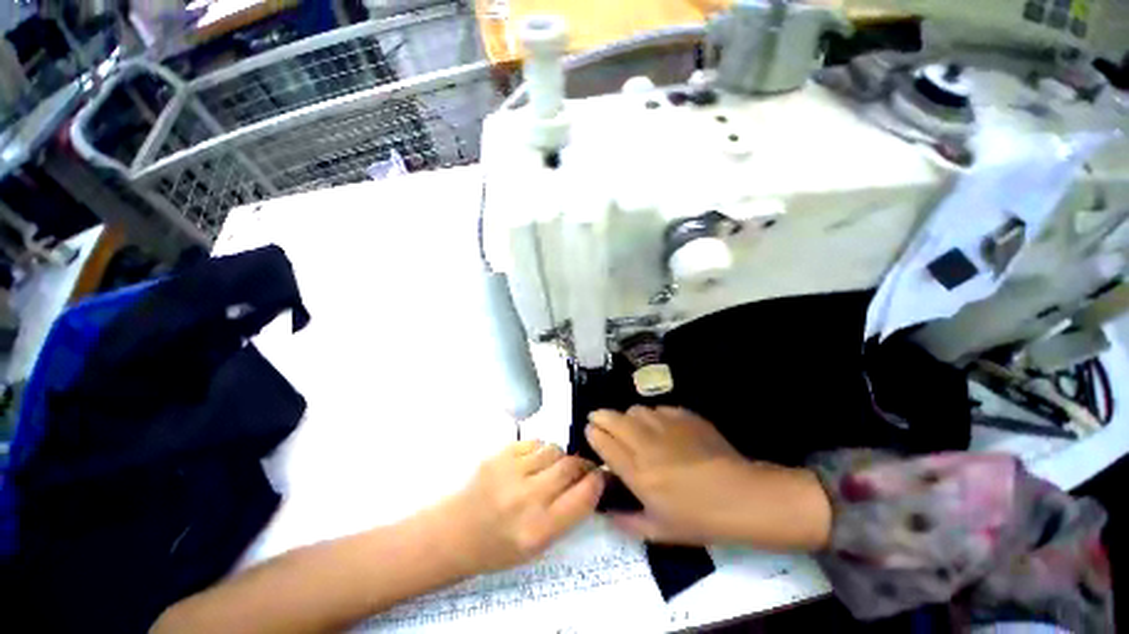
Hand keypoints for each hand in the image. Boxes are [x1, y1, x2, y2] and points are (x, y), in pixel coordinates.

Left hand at [431, 441, 604, 574]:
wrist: (454, 532)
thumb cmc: (499, 546)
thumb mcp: (539, 545)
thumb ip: (568, 513)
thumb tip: (591, 481)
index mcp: (539, 530)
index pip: (584, 495)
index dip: (598, 481)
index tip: (602, 475)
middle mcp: (526, 498)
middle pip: (571, 465)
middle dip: (582, 465)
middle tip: (580, 469)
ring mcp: (510, 472)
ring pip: (554, 449)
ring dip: (560, 457)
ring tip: (550, 469)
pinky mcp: (499, 454)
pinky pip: (535, 442)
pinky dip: (540, 451)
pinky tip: (531, 464)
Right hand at [586, 406, 830, 550]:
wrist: (741, 496)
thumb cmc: (699, 518)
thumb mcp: (659, 531)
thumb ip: (626, 522)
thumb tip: (604, 512)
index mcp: (637, 473)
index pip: (604, 443)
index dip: (592, 433)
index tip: (589, 430)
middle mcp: (646, 444)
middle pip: (613, 419)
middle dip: (600, 416)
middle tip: (597, 418)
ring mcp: (666, 427)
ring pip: (635, 410)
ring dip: (627, 416)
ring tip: (631, 425)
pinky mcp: (684, 416)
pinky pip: (658, 409)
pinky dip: (652, 415)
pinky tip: (660, 427)